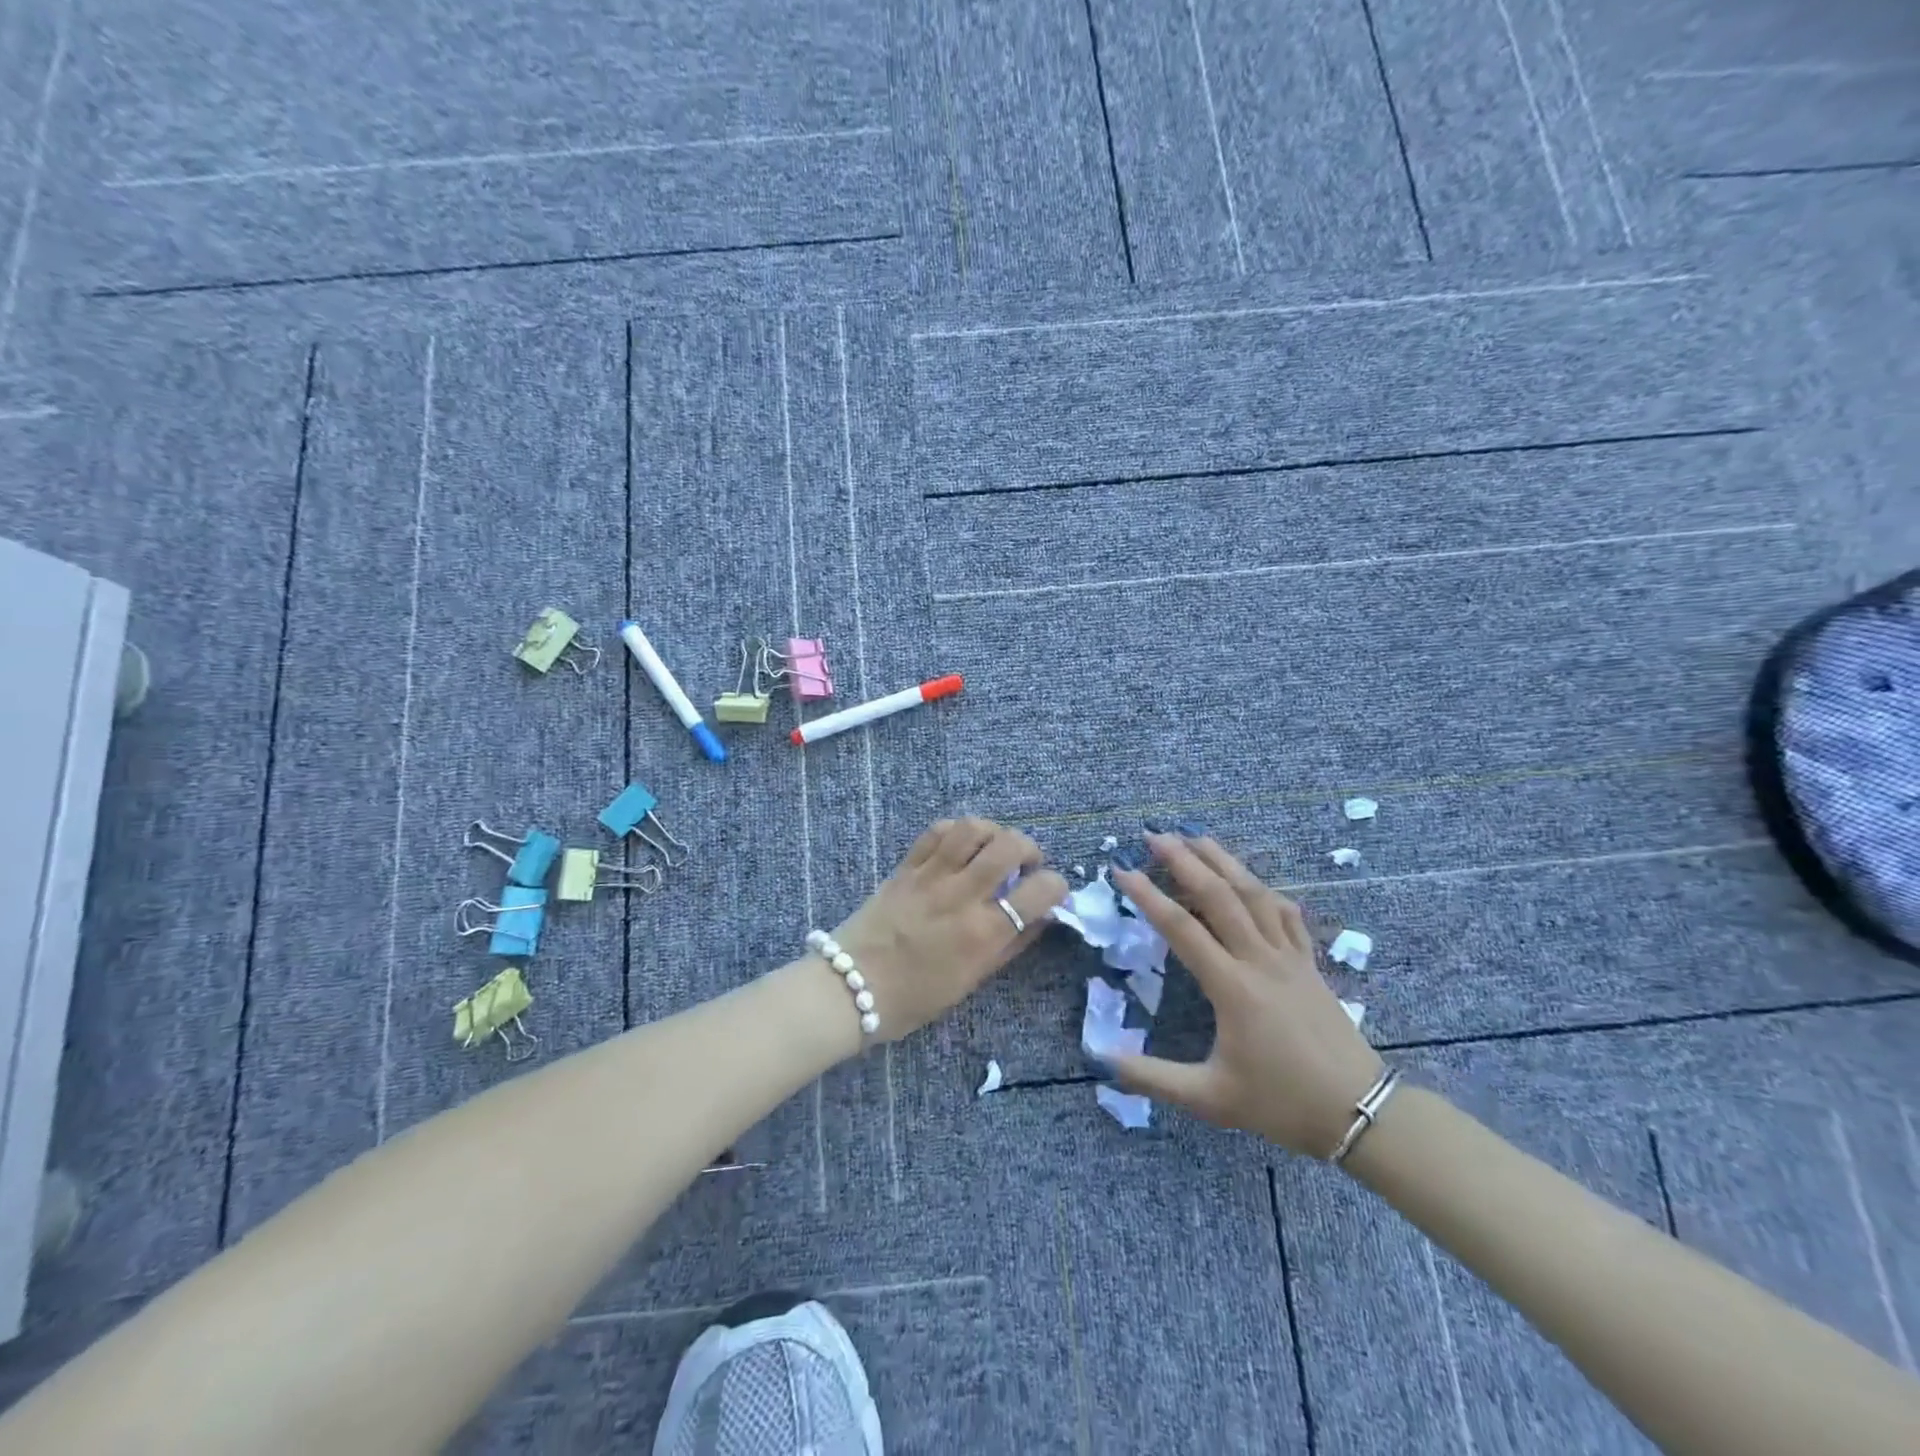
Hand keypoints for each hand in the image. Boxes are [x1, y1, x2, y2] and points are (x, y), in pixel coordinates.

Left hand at [827, 818, 1068, 1042]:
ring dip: (994, 832)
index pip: (1039, 891)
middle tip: (1025, 864)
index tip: (1051, 891)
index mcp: (984, 932)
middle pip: (1010, 846)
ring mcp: (931, 875)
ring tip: (993, 848)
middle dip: (1030, 848)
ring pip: (973, 828)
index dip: (1056, 886)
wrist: (851, 987)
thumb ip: (1010, 946)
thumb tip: (1040, 917)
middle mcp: (962, 896)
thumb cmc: (915, 997)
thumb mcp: (972, 980)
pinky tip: (960, 846)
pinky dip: (957, 832)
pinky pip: (937, 832)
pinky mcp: (906, 866)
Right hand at [1107, 832, 1384, 1158]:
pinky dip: (1266, 891)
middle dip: (1185, 860)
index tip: (1122, 871)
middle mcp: (1259, 960)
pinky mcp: (1310, 964)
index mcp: (1232, 987)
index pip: (1181, 928)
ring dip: (1224, 861)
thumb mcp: (1210, 1099)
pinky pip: (1288, 915)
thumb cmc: (1281, 1103)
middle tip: (1155, 835)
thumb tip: (1104, 1061)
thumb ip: (1154, 1078)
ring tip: (1197, 837)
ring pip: (1255, 894)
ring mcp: (1289, 958)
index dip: (1148, 896)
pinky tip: (1253, 882)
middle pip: (1219, 895)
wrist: (1359, 1113)